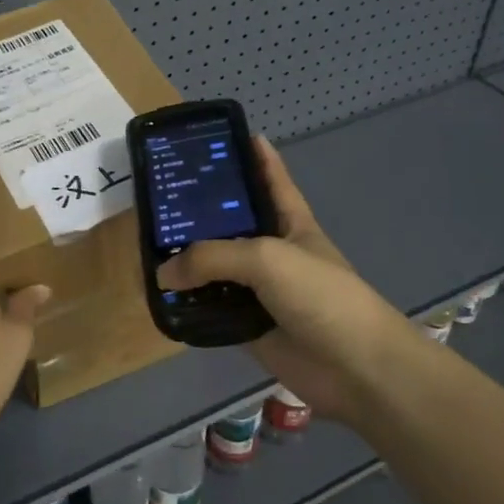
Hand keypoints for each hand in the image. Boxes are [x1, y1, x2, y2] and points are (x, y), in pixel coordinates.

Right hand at [156, 137, 418, 426]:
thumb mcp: (266, 258)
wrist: (357, 368)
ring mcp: (260, 289)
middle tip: (159, 195)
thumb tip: (163, 273)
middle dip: (200, 210)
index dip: (253, 155)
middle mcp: (272, 250)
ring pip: (216, 268)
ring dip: (188, 261)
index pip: (271, 177)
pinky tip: (161, 296)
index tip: (224, 135)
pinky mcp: (249, 325)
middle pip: (232, 223)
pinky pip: (212, 308)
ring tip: (147, 246)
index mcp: (290, 221)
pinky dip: (190, 304)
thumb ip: (211, 257)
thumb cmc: (320, 295)